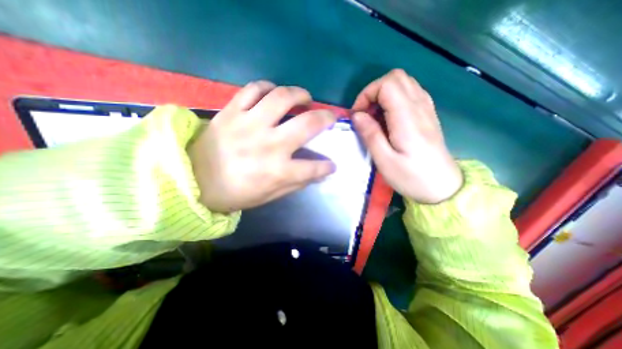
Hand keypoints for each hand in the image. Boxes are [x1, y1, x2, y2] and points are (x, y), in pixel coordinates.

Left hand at [189, 80, 337, 211]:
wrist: (193, 180)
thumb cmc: (235, 193)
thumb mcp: (269, 195)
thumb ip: (296, 183)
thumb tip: (318, 174)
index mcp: (277, 171)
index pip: (314, 168)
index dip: (327, 167)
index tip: (331, 165)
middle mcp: (268, 144)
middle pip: (307, 124)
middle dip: (326, 118)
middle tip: (329, 116)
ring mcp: (249, 124)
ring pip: (282, 97)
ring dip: (300, 94)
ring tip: (304, 98)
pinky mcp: (231, 111)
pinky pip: (253, 88)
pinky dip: (267, 87)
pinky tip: (273, 93)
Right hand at [352, 68, 458, 202]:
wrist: (442, 187)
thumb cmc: (411, 177)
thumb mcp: (385, 161)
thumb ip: (370, 135)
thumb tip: (357, 115)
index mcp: (407, 118)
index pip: (387, 84)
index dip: (367, 94)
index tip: (358, 115)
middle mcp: (420, 107)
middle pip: (396, 77)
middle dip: (374, 91)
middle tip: (365, 114)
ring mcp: (426, 108)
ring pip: (404, 83)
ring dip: (384, 95)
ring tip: (375, 117)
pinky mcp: (427, 114)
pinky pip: (410, 93)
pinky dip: (394, 99)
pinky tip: (389, 118)